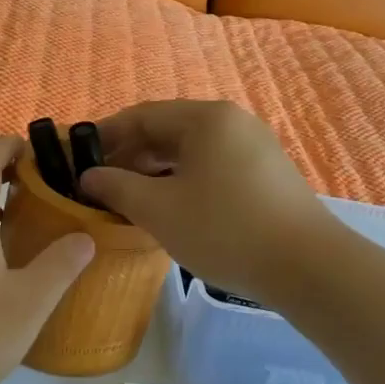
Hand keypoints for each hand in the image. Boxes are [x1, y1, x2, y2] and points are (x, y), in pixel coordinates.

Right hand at [77, 101, 337, 303]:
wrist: (307, 267)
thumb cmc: (224, 230)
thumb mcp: (159, 210)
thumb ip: (117, 188)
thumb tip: (88, 177)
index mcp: (206, 118)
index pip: (142, 116)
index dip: (105, 136)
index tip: (77, 158)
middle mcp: (232, 122)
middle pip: (167, 131)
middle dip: (129, 157)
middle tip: (99, 185)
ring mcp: (254, 148)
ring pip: (190, 152)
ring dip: (154, 173)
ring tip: (128, 200)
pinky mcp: (266, 175)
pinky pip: (212, 168)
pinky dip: (183, 182)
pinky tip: (168, 209)